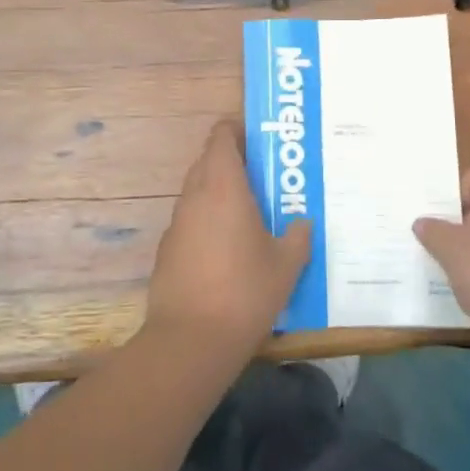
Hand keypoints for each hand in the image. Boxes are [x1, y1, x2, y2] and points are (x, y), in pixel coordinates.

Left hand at [144, 120, 311, 356]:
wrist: (191, 339)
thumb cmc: (245, 292)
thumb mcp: (286, 266)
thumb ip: (298, 237)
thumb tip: (302, 223)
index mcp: (224, 187)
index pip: (221, 137)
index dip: (237, 131)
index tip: (258, 141)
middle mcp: (195, 196)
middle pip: (208, 161)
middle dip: (232, 162)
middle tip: (263, 177)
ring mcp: (176, 223)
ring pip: (197, 191)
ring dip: (219, 193)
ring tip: (248, 214)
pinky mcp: (166, 249)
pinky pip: (190, 220)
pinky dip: (206, 221)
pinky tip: (226, 249)